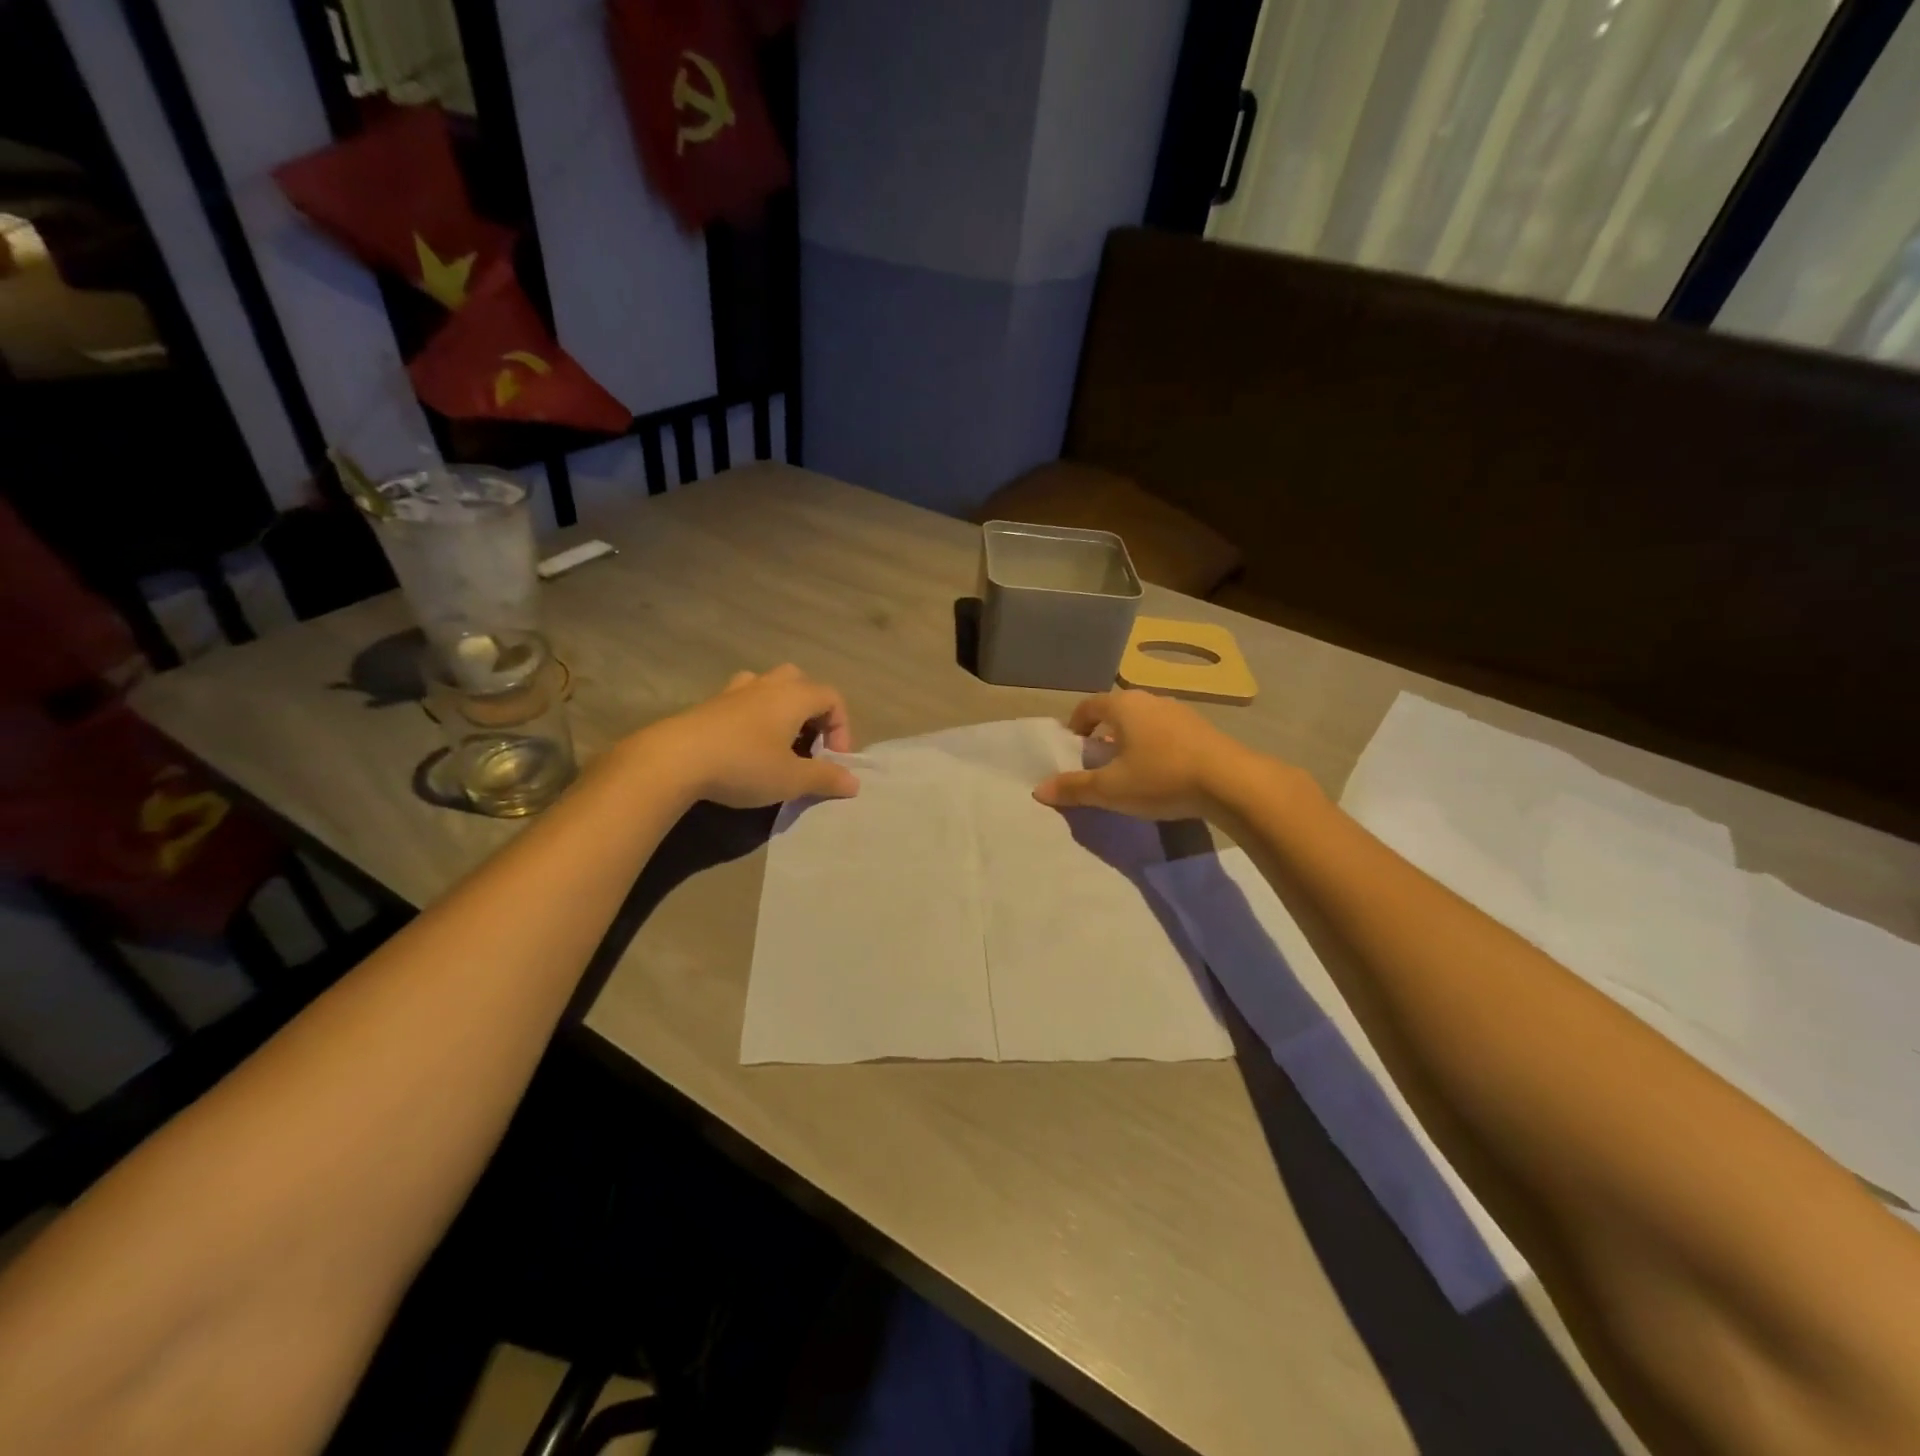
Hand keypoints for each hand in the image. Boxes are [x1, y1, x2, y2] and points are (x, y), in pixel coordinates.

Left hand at [646, 665, 858, 808]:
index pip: (832, 698)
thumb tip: (854, 783)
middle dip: (811, 712)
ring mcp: (734, 691)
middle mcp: (766, 685)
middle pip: (801, 682)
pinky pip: (741, 700)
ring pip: (768, 686)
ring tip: (777, 741)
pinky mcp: (708, 705)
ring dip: (780, 708)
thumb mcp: (791, 780)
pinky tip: (744, 745)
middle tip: (808, 744)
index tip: (833, 760)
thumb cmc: (744, 765)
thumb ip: (825, 778)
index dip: (841, 727)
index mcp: (793, 696)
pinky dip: (752, 716)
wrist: (673, 760)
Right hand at [1033, 690, 1252, 820]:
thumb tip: (1038, 790)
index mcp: (1124, 706)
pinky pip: (1167, 731)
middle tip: (1098, 760)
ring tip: (1129, 768)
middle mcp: (1150, 700)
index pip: (1089, 705)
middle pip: (1117, 711)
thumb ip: (1074, 788)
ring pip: (1144, 721)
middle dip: (1103, 732)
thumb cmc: (1161, 778)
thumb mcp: (1111, 789)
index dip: (1076, 724)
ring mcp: (1180, 712)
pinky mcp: (1202, 729)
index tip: (1073, 746)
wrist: (1230, 782)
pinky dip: (1155, 745)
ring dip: (1131, 739)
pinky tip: (1161, 772)